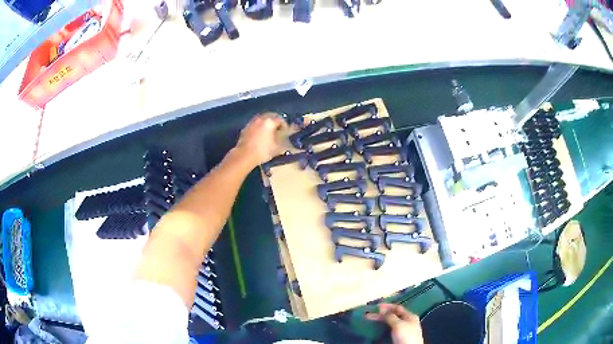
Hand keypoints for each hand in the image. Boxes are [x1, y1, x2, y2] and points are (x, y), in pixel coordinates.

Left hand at [235, 113, 287, 166]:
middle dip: (276, 121)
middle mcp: (261, 118)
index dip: (285, 125)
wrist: (244, 156)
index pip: (281, 119)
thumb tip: (286, 136)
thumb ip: (283, 139)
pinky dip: (260, 125)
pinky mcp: (246, 127)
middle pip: (271, 115)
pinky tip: (260, 133)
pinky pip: (256, 123)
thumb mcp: (277, 147)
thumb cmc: (263, 151)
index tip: (286, 131)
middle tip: (279, 129)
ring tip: (270, 131)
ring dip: (267, 122)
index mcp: (270, 121)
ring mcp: (252, 122)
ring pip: (262, 118)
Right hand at [366, 303, 422, 343]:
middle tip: (369, 315)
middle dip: (381, 314)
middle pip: (393, 315)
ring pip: (391, 323)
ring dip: (381, 321)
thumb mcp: (398, 325)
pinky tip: (378, 328)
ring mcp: (403, 330)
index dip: (387, 306)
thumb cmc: (406, 336)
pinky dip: (383, 327)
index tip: (376, 306)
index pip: (398, 308)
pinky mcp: (399, 337)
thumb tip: (382, 309)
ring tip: (371, 320)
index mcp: (410, 316)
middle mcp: (407, 321)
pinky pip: (390, 329)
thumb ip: (390, 316)